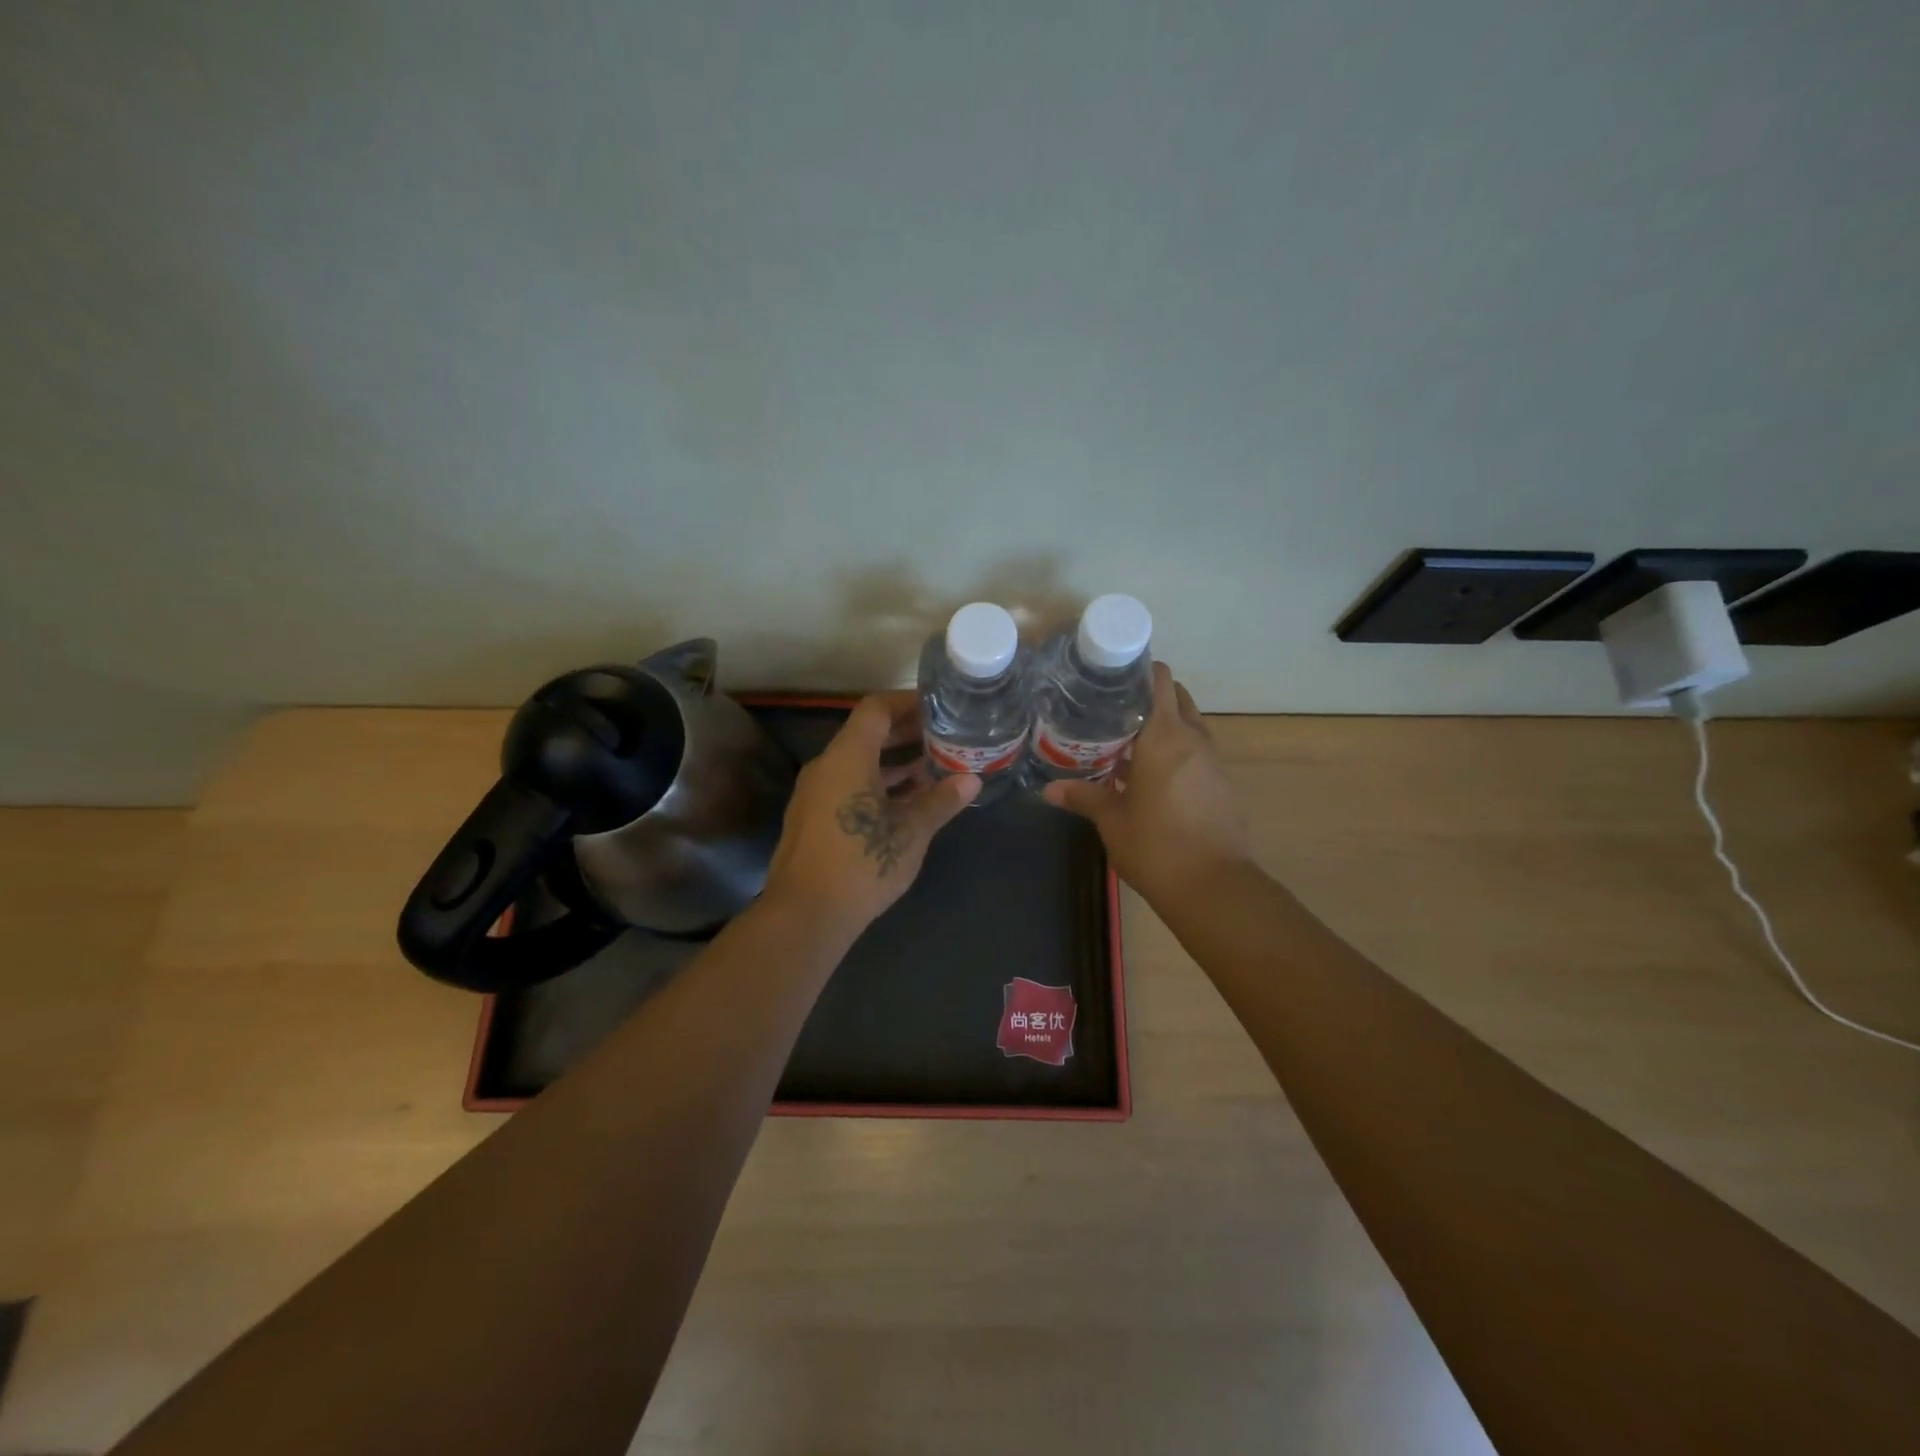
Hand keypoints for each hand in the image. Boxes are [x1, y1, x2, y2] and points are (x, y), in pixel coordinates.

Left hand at [762, 691, 980, 937]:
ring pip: (857, 762)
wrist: (805, 915)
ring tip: (932, 769)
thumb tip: (972, 780)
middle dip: (905, 733)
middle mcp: (826, 766)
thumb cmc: (862, 863)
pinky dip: (876, 784)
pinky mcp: (813, 818)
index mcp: (847, 757)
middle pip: (866, 734)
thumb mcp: (911, 831)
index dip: (907, 702)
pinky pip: (847, 785)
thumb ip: (941, 801)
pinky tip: (905, 803)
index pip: (876, 708)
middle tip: (943, 737)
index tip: (938, 708)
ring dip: (893, 763)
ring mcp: (815, 793)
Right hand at [1042, 661, 1250, 902]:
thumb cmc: (1156, 847)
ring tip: (1127, 740)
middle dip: (1149, 696)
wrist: (1215, 887)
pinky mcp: (1222, 783)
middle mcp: (1193, 739)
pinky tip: (1151, 775)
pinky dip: (1177, 750)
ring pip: (1189, 724)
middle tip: (1113, 709)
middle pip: (1176, 696)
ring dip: (1164, 725)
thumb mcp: (1112, 821)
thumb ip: (1083, 797)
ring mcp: (1213, 761)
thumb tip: (1048, 789)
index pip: (1159, 680)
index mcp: (1164, 738)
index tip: (1111, 676)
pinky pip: (1197, 751)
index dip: (1138, 670)